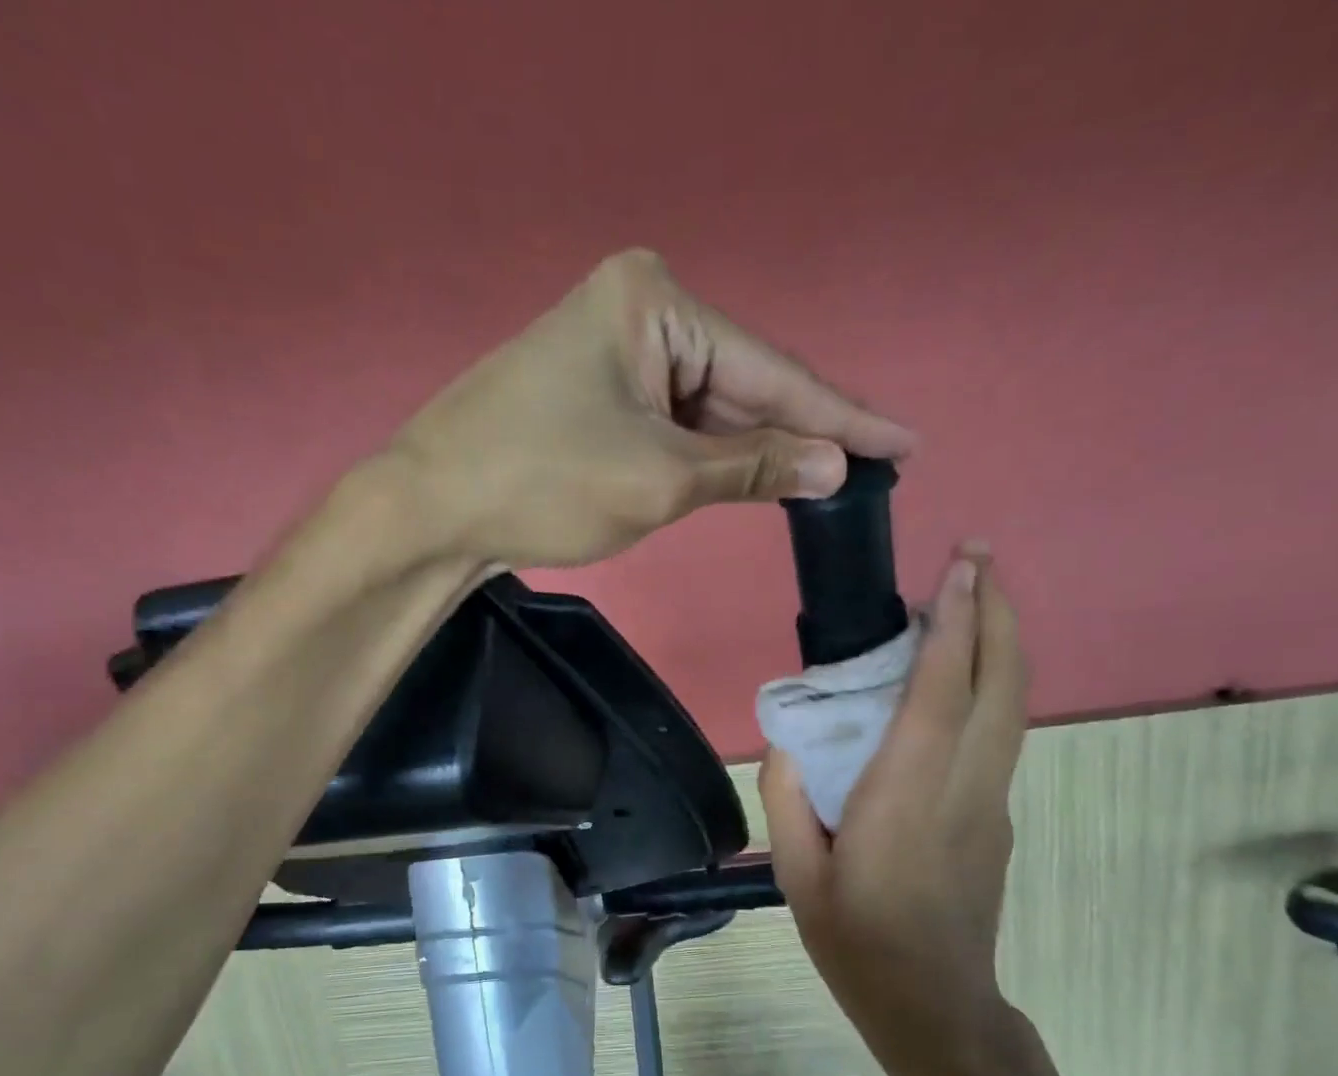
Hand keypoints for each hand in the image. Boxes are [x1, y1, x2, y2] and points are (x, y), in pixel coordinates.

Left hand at [380, 249, 915, 569]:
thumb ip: (752, 468)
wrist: (432, 510)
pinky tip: (760, 474)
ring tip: (830, 478)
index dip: (841, 415)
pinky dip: (714, 456)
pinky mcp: (599, 394)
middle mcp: (640, 311)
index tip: (905, 440)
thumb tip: (834, 466)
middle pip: (743, 384)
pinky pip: (676, 424)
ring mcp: (616, 353)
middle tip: (875, 465)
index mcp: (656, 303)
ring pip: (710, 410)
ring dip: (758, 449)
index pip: (770, 369)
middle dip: (802, 432)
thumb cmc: (543, 483)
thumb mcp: (661, 479)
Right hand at [760, 550, 1029, 1075]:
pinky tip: (959, 679)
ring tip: (975, 598)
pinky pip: (999, 735)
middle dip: (997, 611)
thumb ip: (787, 797)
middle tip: (979, 556)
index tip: (959, 566)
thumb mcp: (795, 874)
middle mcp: (962, 787)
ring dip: (1000, 643)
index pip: (942, 692)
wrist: (934, 1007)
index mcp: (905, 797)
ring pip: (1012, 706)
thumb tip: (792, 740)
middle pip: (1000, 683)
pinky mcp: (998, 817)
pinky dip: (989, 686)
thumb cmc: (856, 942)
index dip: (955, 623)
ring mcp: (992, 802)